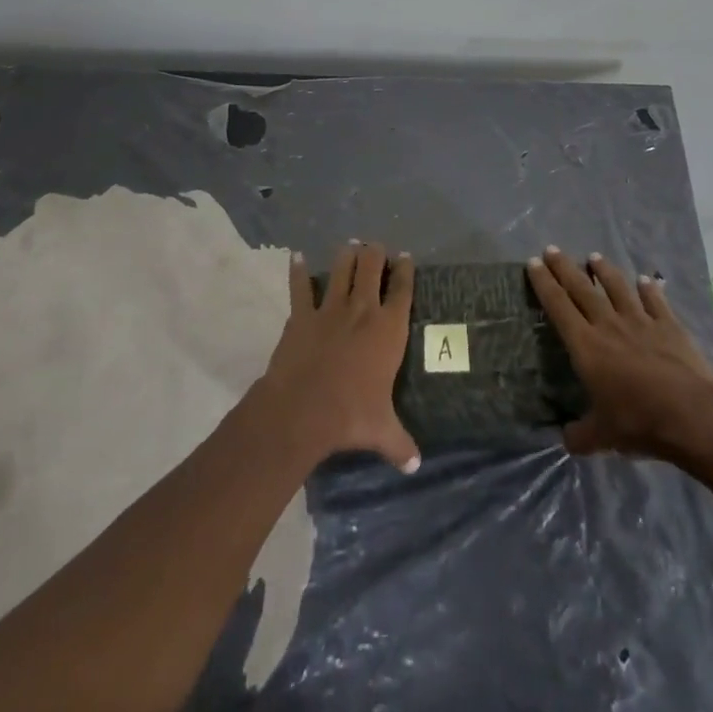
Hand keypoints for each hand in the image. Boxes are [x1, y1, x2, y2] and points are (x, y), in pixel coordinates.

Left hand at [256, 240, 420, 472]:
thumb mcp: (382, 431)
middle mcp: (363, 310)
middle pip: (372, 267)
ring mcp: (331, 309)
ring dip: (347, 255)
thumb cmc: (350, 416)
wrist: (303, 410)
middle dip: (376, 253)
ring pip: (342, 268)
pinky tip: (297, 256)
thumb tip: (415, 466)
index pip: (403, 290)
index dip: (406, 270)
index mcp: (389, 329)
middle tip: (376, 248)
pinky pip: (300, 287)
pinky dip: (299, 270)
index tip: (406, 257)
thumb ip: (400, 443)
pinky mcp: (302, 315)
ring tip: (350, 245)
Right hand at [527, 245, 712, 462]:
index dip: (544, 284)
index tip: (534, 263)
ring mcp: (641, 321)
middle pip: (582, 289)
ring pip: (617, 288)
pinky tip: (646, 280)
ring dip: (604, 271)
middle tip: (552, 249)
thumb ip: (581, 435)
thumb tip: (565, 439)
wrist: (692, 413)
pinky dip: (649, 289)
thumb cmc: (640, 422)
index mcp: (587, 346)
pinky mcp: (669, 325)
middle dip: (565, 268)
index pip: (558, 307)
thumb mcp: (602, 437)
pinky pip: (655, 301)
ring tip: (594, 257)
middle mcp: (609, 325)